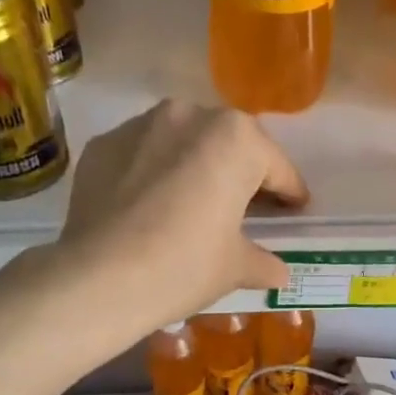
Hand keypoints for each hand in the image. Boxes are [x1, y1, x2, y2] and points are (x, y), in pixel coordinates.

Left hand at [58, 99, 309, 324]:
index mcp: (235, 139)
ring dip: (195, 167)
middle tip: (246, 208)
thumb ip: (263, 262)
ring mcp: (140, 125)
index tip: (296, 208)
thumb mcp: (235, 267)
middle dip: (241, 173)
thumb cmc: (184, 266)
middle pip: (229, 145)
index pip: (276, 167)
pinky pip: (142, 155)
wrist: (99, 279)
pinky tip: (151, 208)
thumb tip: (279, 271)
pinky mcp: (103, 145)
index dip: (290, 192)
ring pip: (182, 143)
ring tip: (193, 205)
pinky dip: (154, 174)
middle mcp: (189, 115)